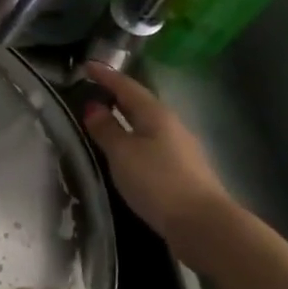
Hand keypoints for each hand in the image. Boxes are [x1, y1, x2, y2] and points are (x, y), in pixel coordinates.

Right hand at [79, 65, 239, 258]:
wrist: (202, 223)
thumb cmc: (157, 181)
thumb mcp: (122, 153)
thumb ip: (106, 129)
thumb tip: (93, 107)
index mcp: (155, 114)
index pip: (126, 87)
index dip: (106, 75)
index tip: (86, 65)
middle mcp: (170, 125)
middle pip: (139, 103)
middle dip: (116, 95)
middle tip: (92, 89)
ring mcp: (179, 148)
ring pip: (147, 124)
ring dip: (125, 117)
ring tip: (104, 119)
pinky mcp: (181, 169)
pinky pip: (151, 142)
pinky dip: (134, 138)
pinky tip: (125, 149)